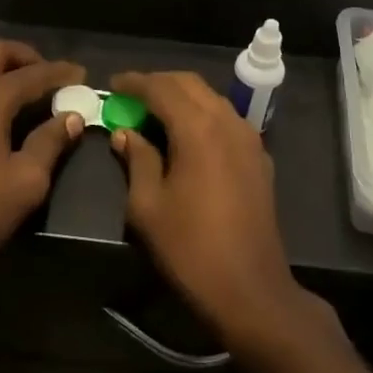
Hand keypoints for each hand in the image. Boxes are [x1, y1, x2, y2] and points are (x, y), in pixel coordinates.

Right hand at [108, 70, 305, 340]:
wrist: (250, 290)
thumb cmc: (190, 248)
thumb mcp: (147, 205)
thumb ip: (137, 159)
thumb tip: (125, 133)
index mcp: (198, 128)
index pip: (161, 88)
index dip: (134, 82)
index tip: (112, 85)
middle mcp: (227, 122)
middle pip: (190, 84)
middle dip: (158, 83)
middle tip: (131, 97)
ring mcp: (249, 139)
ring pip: (211, 99)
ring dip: (182, 97)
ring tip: (155, 113)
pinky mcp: (260, 158)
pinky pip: (227, 119)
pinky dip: (202, 115)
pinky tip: (187, 136)